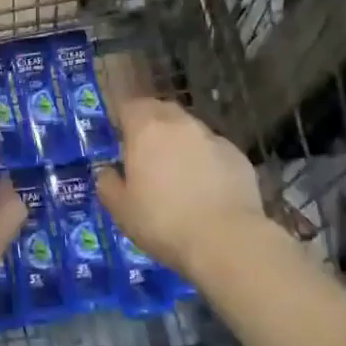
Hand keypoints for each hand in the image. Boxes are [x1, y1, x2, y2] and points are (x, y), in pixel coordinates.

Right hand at [94, 99, 264, 277]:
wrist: (227, 241)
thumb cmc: (163, 222)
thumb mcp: (121, 210)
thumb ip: (108, 184)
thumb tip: (107, 172)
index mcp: (146, 129)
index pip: (129, 105)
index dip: (122, 117)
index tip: (118, 135)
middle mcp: (180, 123)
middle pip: (160, 110)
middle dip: (150, 124)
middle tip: (144, 151)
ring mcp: (212, 137)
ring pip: (189, 129)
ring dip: (179, 142)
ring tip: (176, 171)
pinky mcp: (237, 156)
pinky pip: (213, 150)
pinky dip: (205, 160)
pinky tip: (205, 186)